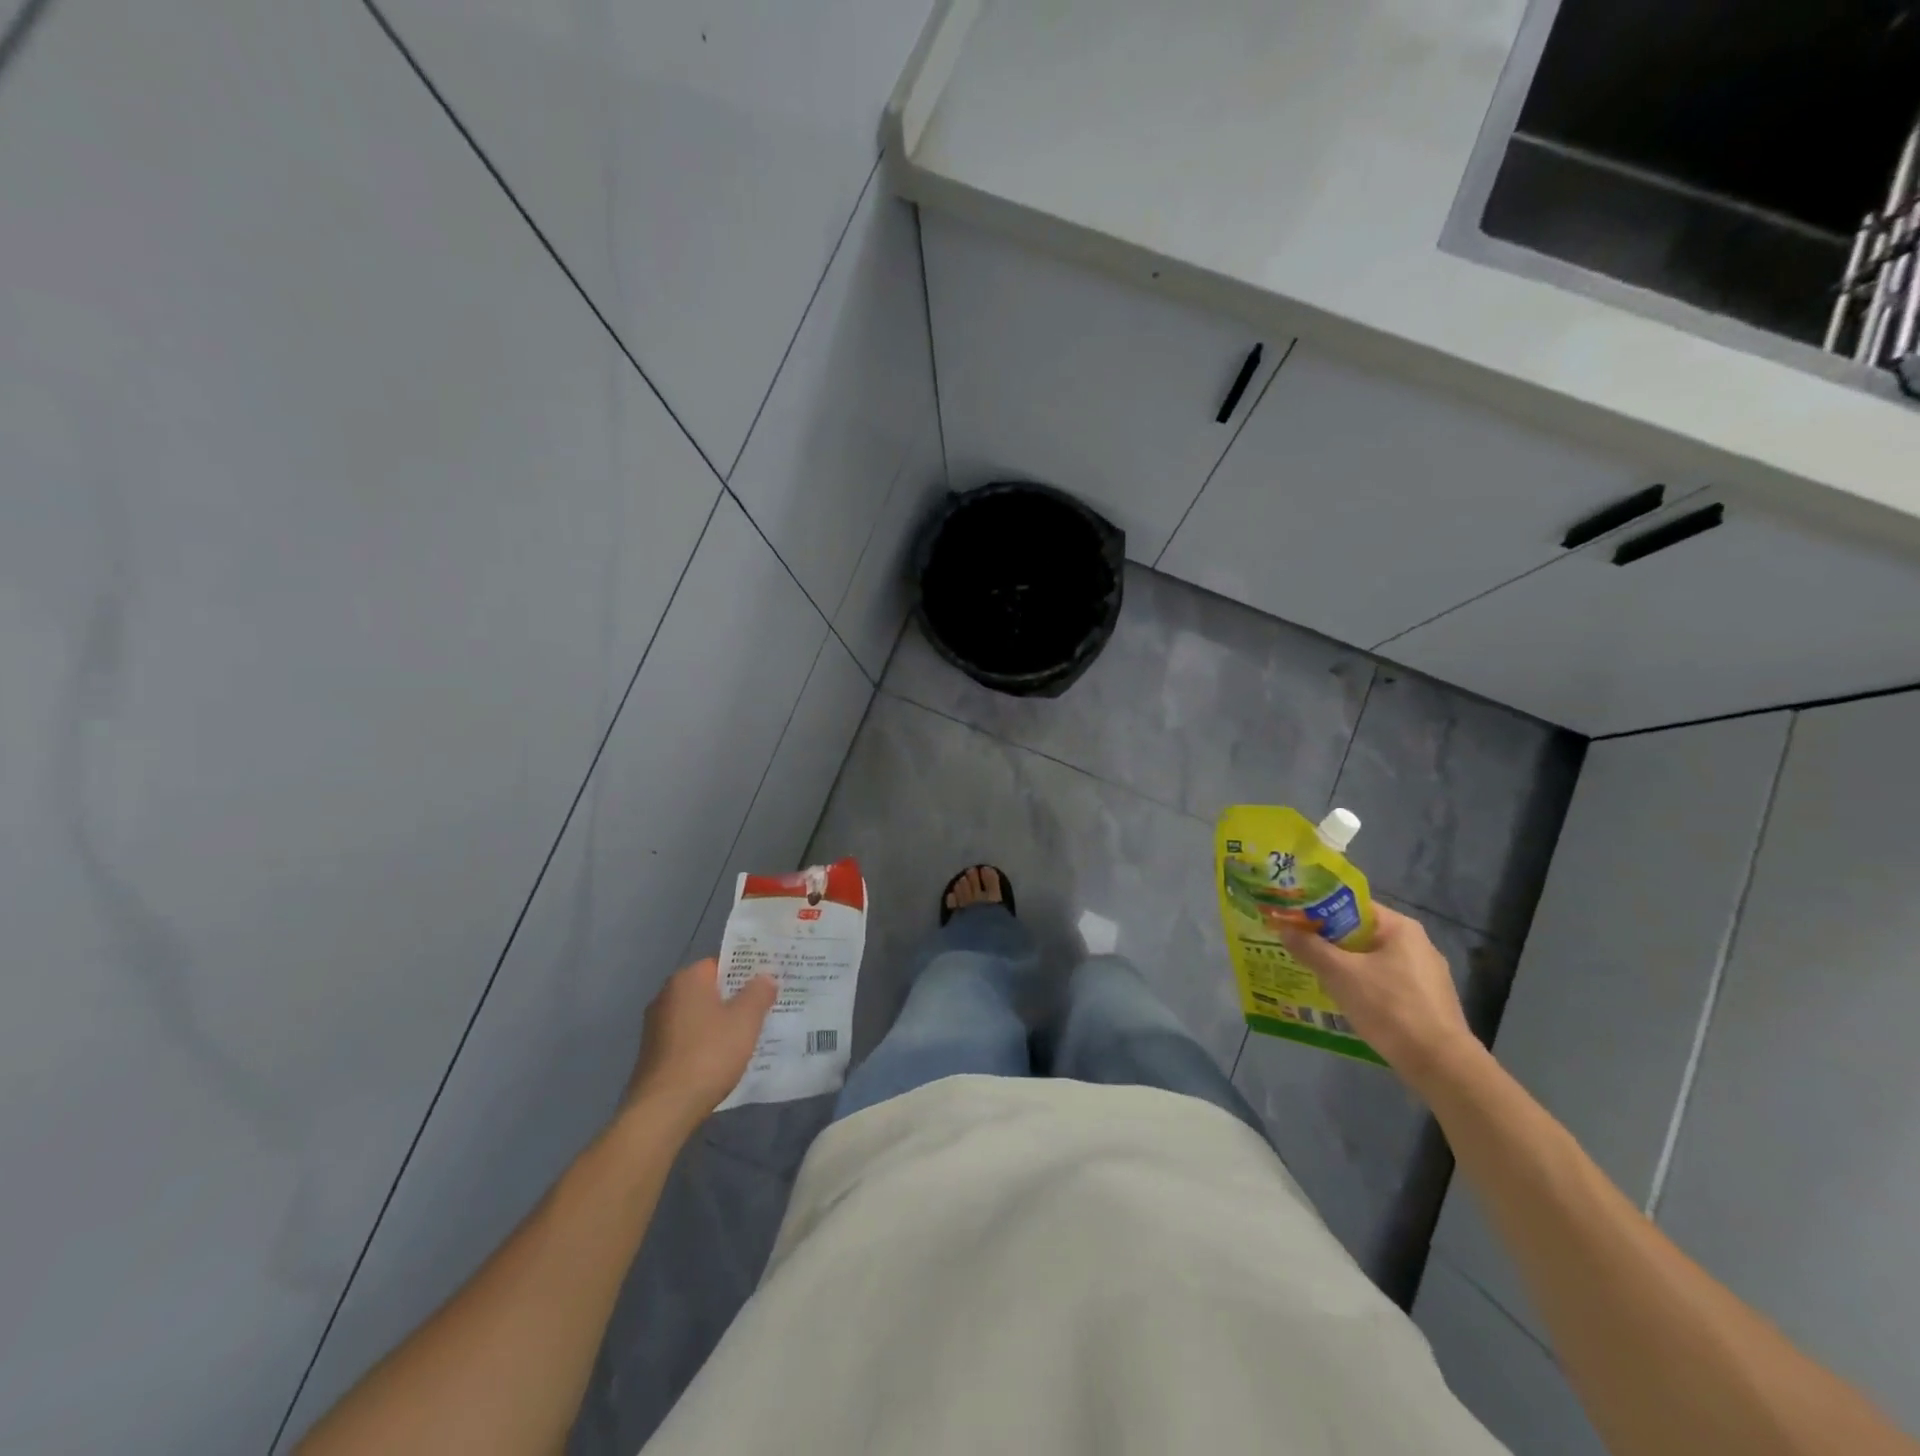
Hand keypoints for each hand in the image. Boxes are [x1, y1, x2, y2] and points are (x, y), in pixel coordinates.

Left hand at [626, 959, 777, 1128]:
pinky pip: (688, 1036)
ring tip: (749, 1035)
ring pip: (699, 1014)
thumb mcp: (745, 1020)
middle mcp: (666, 995)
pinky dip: (705, 1042)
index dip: (746, 972)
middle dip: (735, 998)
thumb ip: (758, 993)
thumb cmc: (708, 1054)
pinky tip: (723, 1058)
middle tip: (765, 1008)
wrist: (663, 1109)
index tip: (768, 984)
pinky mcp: (653, 1053)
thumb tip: (765, 977)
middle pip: (709, 989)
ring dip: (720, 1022)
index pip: (721, 963)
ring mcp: (656, 1026)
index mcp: (687, 979)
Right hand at [1279, 904, 1479, 1090]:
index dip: (1320, 911)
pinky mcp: (1428, 1001)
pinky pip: (1386, 983)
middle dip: (1329, 941)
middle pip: (1361, 934)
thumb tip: (1284, 929)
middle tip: (1298, 948)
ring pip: (1372, 961)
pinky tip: (1347, 1000)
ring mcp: (1426, 975)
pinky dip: (1364, 986)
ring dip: (1345, 966)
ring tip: (1315, 975)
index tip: (1294, 921)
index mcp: (1400, 928)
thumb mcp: (1340, 974)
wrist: (1440, 1064)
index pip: (1352, 906)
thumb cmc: (1389, 1007)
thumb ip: (1310, 948)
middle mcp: (1417, 944)